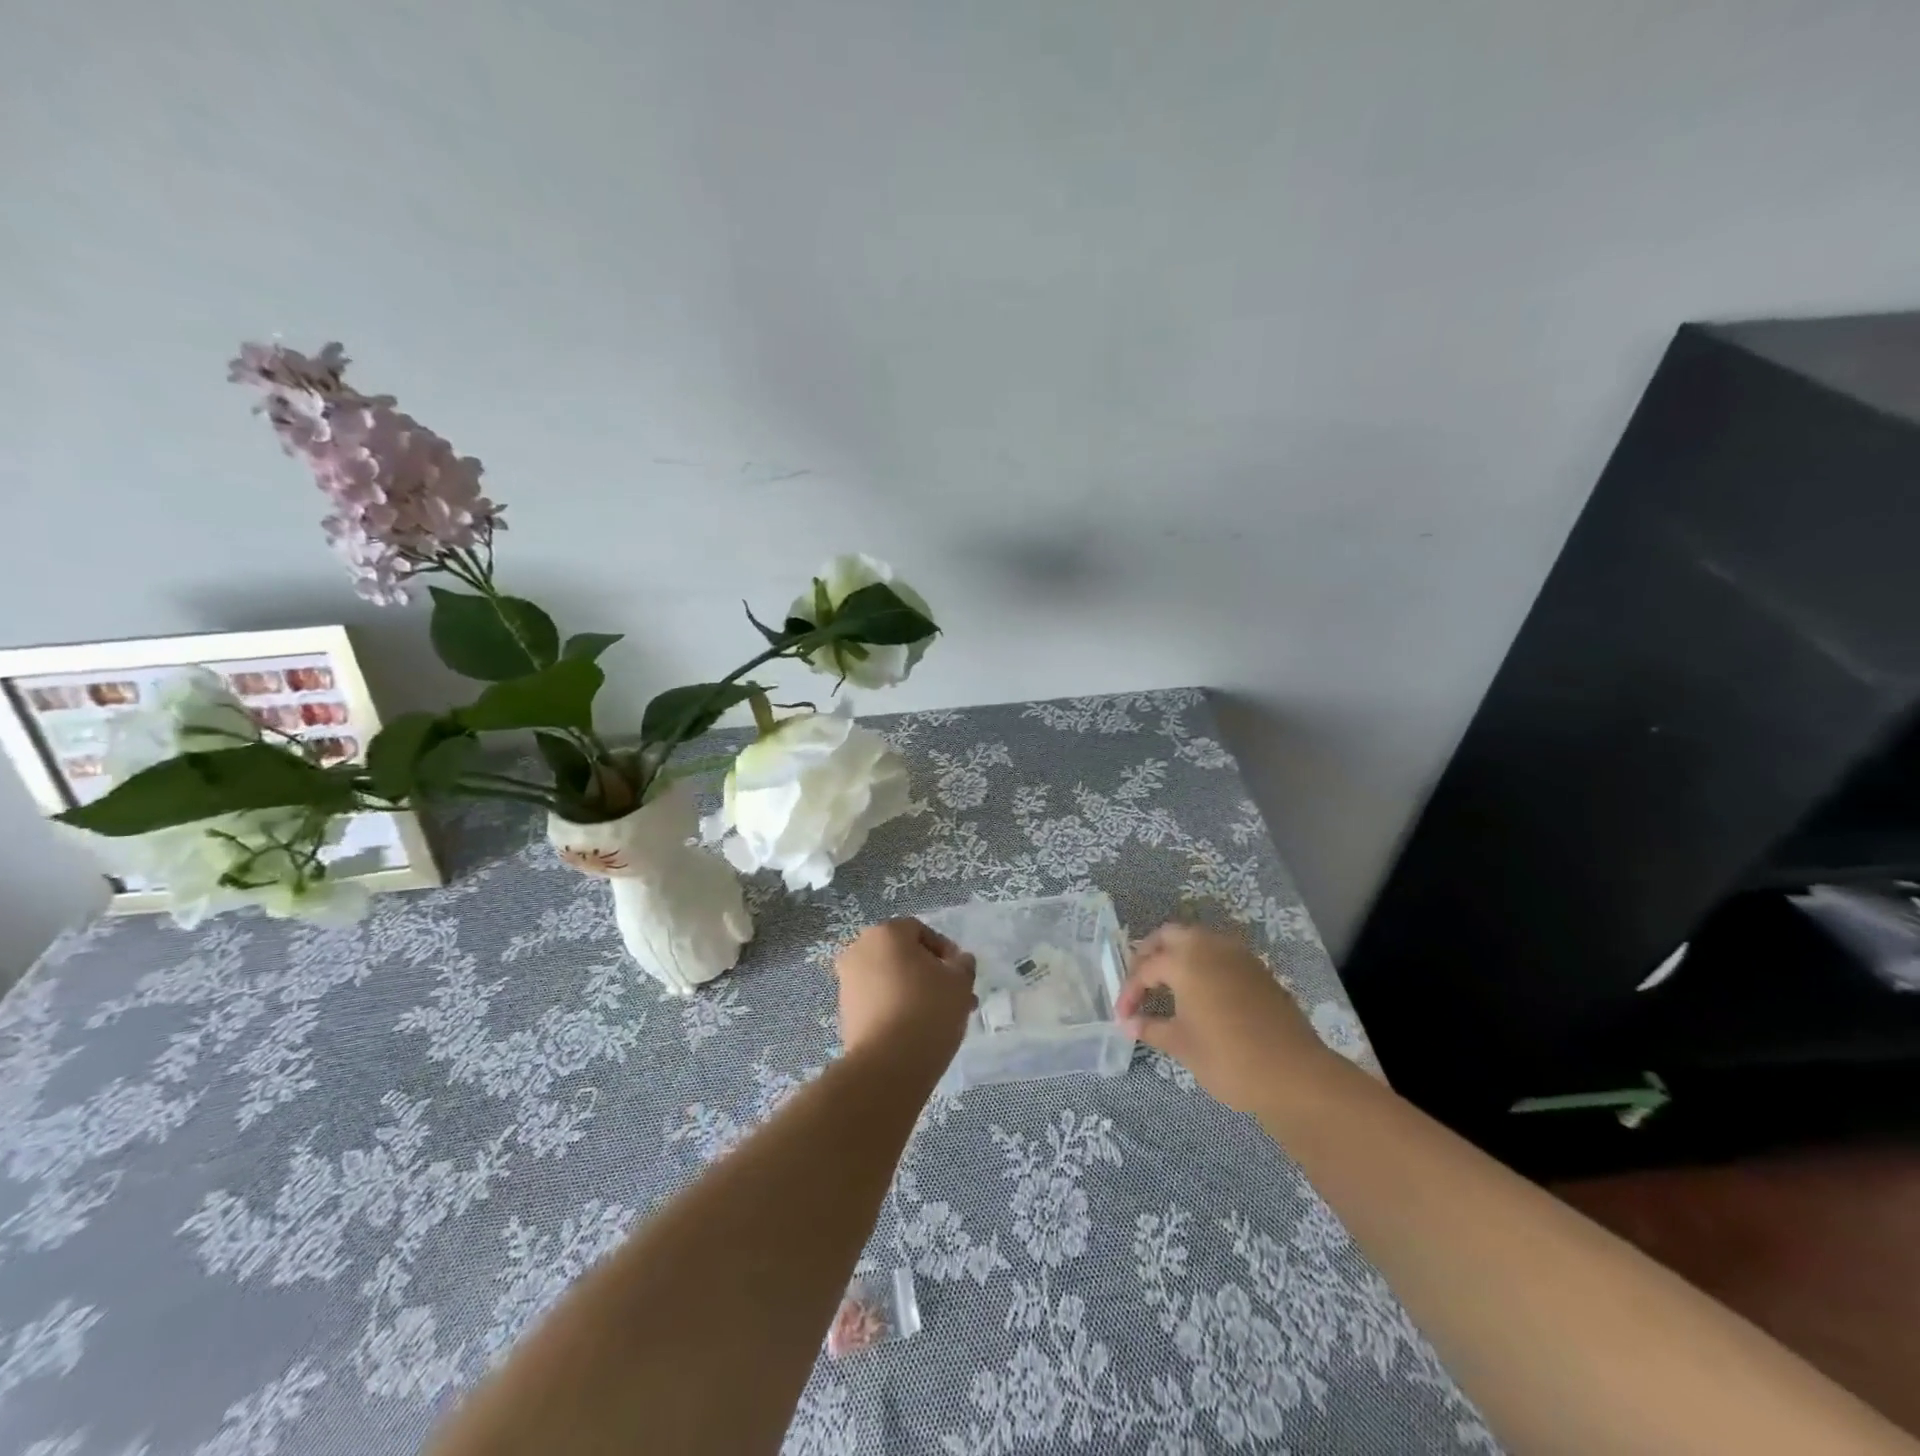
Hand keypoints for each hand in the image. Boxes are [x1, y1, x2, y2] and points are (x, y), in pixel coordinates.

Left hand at [834, 918, 977, 1067]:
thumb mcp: (959, 982)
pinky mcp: (845, 1012)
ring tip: (942, 1018)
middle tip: (954, 997)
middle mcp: (860, 950)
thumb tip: (960, 961)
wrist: (887, 1065)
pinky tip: (919, 1030)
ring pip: (891, 979)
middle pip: (903, 956)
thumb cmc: (927, 1010)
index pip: (920, 931)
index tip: (961, 975)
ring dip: (916, 992)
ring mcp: (848, 982)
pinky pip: (878, 1001)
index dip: (945, 950)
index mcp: (886, 933)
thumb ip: (963, 965)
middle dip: (931, 974)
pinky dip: (897, 1008)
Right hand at [1115, 922, 1332, 1112]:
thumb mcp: (1182, 1045)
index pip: (1146, 967)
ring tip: (1167, 984)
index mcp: (1185, 961)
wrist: (1295, 1075)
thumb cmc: (1229, 1059)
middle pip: (1170, 935)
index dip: (1130, 991)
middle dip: (1150, 954)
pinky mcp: (1258, 969)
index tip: (1123, 1016)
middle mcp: (1210, 946)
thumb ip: (1152, 1028)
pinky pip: (1220, 953)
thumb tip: (1129, 1023)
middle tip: (1141, 982)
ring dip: (1178, 954)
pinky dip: (1203, 963)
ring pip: (1198, 940)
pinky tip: (1200, 991)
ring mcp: (1238, 955)